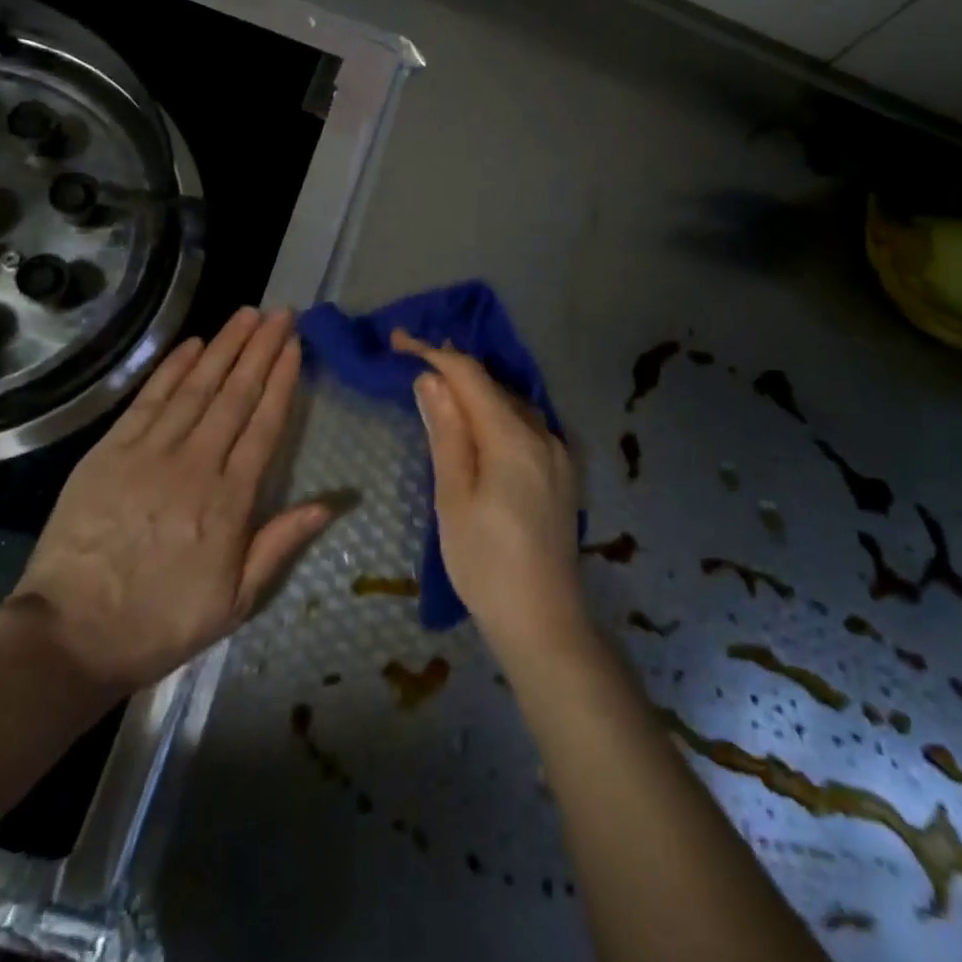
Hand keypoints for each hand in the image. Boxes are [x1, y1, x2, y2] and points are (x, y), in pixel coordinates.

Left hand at [8, 308, 331, 702]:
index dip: (282, 381)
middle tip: (280, 313)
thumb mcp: (236, 600)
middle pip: (235, 395)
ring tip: (246, 314)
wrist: (70, 634)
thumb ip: (280, 544)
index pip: (264, 425)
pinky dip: (172, 368)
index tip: (295, 346)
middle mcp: (195, 464)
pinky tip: (193, 345)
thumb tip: (330, 503)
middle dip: (260, 349)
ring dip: (224, 347)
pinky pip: (148, 400)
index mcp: (229, 501)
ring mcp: (149, 453)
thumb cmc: (161, 621)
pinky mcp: (110, 452)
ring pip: (196, 387)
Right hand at [394, 330, 587, 662]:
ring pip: (513, 403)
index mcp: (513, 436)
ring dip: (478, 389)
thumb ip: (446, 433)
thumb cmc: (486, 563)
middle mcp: (543, 433)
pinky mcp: (563, 473)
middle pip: (494, 385)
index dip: (434, 352)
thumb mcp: (454, 497)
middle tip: (412, 357)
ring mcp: (559, 453)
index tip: (398, 341)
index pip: (470, 376)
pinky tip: (481, 423)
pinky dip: (498, 413)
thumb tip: (431, 379)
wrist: (545, 621)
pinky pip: (527, 425)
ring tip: (441, 385)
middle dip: (454, 367)